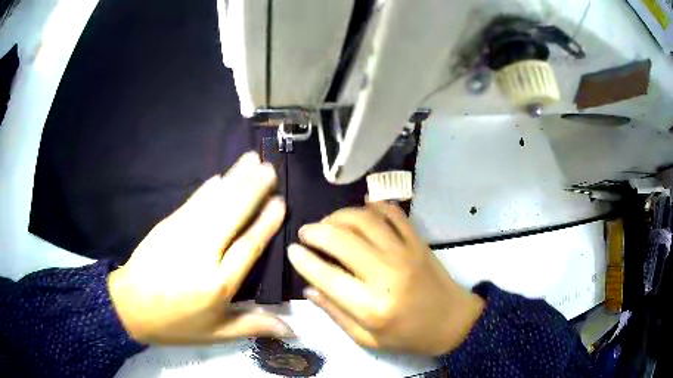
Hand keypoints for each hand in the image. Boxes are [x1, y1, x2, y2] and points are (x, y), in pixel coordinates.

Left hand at [107, 152, 294, 343]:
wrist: (130, 306)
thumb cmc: (176, 323)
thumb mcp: (216, 333)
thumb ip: (253, 325)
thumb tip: (293, 330)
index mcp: (218, 284)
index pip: (249, 246)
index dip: (266, 222)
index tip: (280, 202)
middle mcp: (203, 254)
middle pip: (232, 215)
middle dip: (253, 189)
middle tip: (270, 168)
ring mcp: (181, 235)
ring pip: (214, 202)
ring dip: (234, 179)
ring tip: (251, 160)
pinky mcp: (166, 225)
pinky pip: (192, 202)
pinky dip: (207, 188)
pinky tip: (220, 176)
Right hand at [288, 203, 484, 355]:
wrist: (452, 322)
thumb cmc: (408, 336)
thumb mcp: (367, 339)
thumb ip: (336, 314)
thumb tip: (309, 289)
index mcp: (371, 306)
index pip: (326, 276)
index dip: (304, 260)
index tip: (292, 250)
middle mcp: (386, 274)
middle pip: (342, 240)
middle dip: (316, 231)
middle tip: (306, 232)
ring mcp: (405, 253)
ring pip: (364, 220)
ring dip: (340, 215)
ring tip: (328, 222)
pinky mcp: (418, 242)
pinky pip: (393, 214)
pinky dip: (375, 205)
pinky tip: (362, 206)